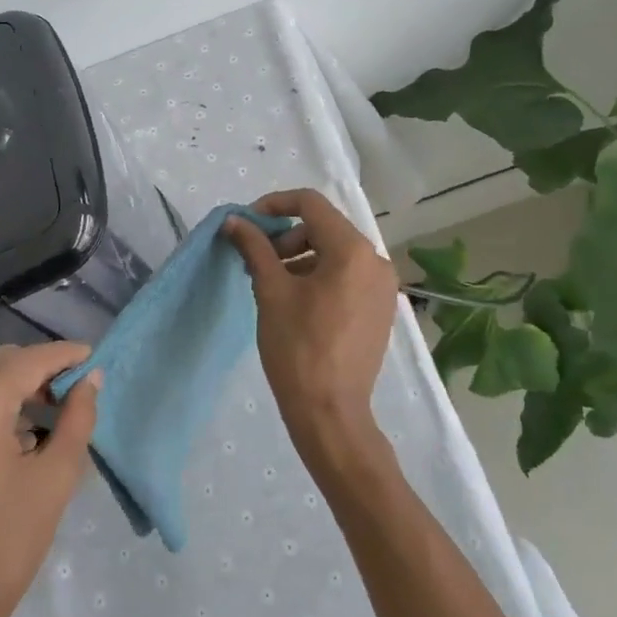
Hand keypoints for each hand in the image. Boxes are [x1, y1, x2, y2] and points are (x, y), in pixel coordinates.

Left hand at [0, 343, 101, 616]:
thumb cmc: (3, 547)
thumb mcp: (54, 479)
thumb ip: (77, 418)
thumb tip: (90, 378)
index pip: (28, 361)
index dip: (62, 355)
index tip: (89, 357)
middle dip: (34, 371)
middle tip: (66, 394)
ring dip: (4, 389)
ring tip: (35, 419)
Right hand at [223, 188, 398, 473]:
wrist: (330, 412)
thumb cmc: (297, 348)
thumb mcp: (270, 291)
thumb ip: (254, 247)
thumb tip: (235, 221)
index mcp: (352, 250)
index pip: (310, 204)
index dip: (274, 205)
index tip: (247, 223)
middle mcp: (376, 261)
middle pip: (324, 227)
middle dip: (286, 236)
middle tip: (256, 260)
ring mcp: (382, 286)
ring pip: (335, 252)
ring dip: (300, 256)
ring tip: (270, 283)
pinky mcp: (380, 308)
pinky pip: (347, 275)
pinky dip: (319, 275)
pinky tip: (295, 300)